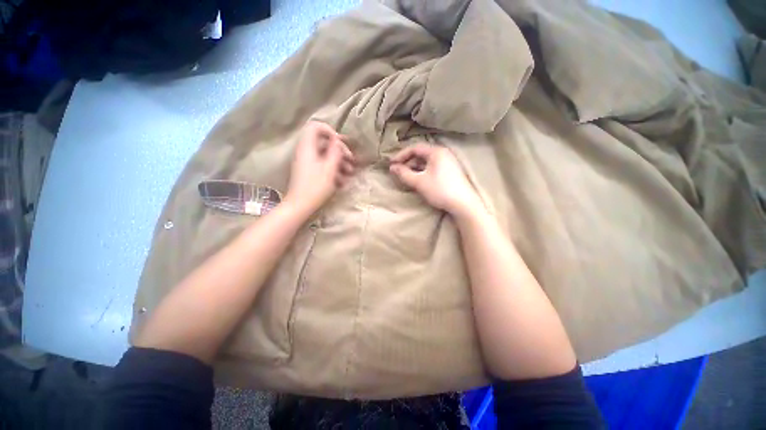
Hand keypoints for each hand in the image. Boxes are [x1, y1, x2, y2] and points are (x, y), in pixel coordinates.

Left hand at [284, 121, 354, 215]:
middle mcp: (306, 152)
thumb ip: (335, 152)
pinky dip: (334, 171)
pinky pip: (323, 166)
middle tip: (352, 160)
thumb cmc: (315, 187)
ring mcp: (308, 163)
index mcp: (308, 147)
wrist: (300, 205)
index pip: (316, 127)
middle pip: (324, 143)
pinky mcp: (310, 172)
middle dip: (340, 151)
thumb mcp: (329, 168)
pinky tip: (343, 182)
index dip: (330, 131)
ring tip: (350, 173)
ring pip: (326, 156)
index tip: (341, 142)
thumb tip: (338, 141)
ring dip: (340, 163)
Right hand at [389, 143, 482, 217]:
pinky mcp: (450, 171)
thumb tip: (392, 168)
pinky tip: (418, 179)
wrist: (463, 204)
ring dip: (414, 167)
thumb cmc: (440, 190)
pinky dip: (422, 171)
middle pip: (421, 153)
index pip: (415, 148)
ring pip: (426, 161)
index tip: (391, 164)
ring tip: (406, 176)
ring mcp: (448, 162)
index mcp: (436, 152)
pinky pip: (432, 166)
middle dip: (407, 162)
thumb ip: (404, 173)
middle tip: (397, 171)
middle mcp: (443, 153)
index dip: (401, 155)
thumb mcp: (419, 182)